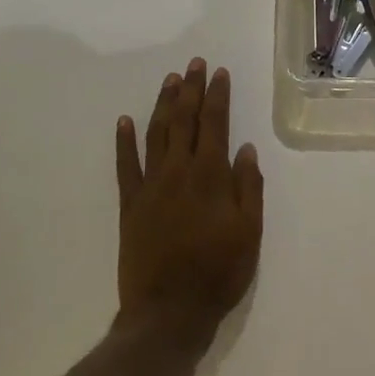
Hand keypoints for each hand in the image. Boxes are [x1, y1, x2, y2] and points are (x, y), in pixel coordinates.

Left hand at [115, 58, 263, 352]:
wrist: (169, 311)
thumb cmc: (219, 272)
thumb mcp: (250, 231)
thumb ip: (249, 186)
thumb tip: (245, 148)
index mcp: (211, 177)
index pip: (215, 125)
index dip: (217, 96)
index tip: (218, 73)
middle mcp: (179, 172)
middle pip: (184, 121)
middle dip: (189, 90)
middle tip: (193, 64)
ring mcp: (150, 187)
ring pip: (155, 135)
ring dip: (162, 105)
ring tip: (169, 81)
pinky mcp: (130, 205)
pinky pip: (125, 166)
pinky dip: (124, 142)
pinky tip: (125, 121)